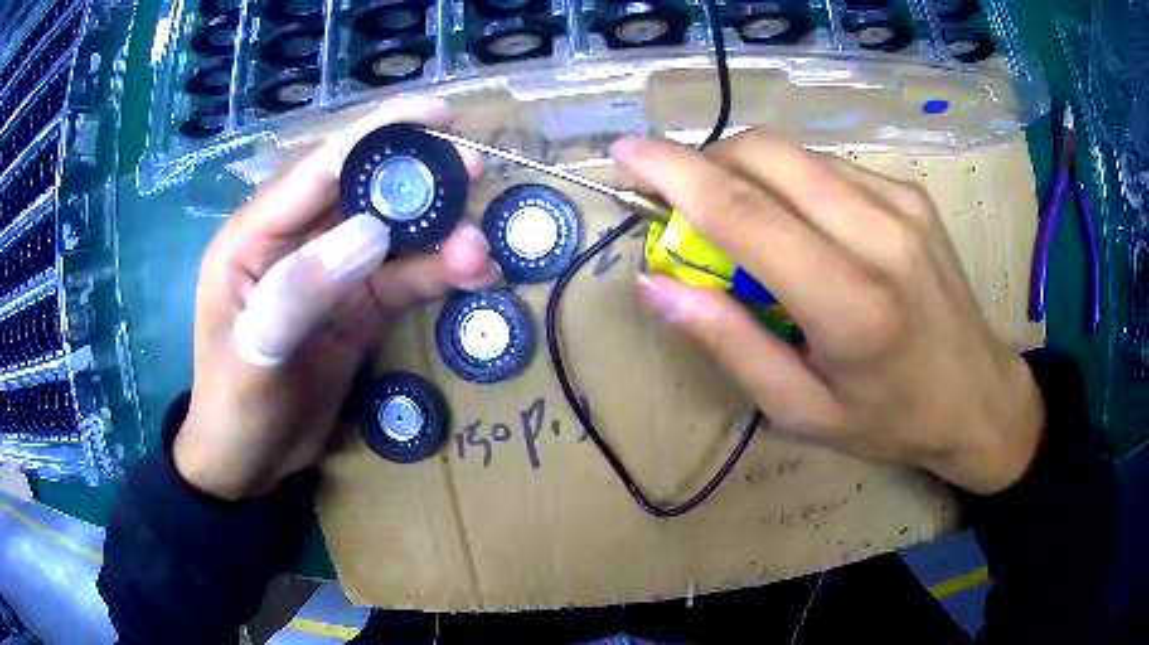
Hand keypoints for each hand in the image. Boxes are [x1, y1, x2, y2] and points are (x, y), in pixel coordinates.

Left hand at [174, 98, 500, 499]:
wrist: (247, 464)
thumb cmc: (233, 408)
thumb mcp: (255, 353)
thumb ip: (304, 287)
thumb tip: (375, 230)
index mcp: (255, 236)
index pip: (319, 168)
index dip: (378, 135)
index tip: (438, 116)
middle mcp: (295, 242)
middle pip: (363, 192)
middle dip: (418, 180)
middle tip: (475, 171)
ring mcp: (329, 275)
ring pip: (391, 237)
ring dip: (437, 237)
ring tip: (479, 252)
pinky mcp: (354, 309)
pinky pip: (400, 280)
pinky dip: (436, 275)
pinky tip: (470, 277)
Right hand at [614, 131, 1044, 494]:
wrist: (979, 396)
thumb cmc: (890, 420)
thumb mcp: (801, 411)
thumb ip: (730, 343)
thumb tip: (657, 285)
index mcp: (852, 307)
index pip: (745, 213)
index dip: (674, 174)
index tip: (625, 153)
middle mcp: (881, 235)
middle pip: (766, 156)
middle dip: (706, 163)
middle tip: (683, 203)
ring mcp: (901, 203)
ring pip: (795, 153)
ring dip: (746, 170)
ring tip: (740, 219)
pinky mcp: (910, 193)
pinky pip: (827, 166)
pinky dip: (789, 180)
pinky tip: (796, 222)